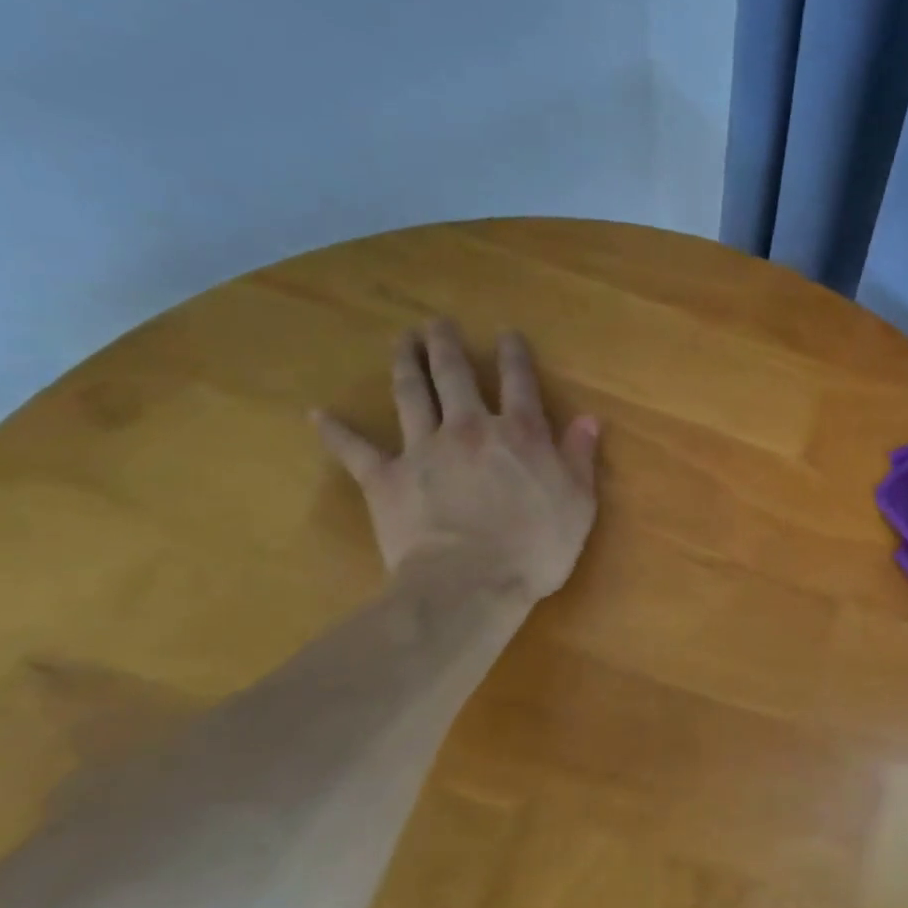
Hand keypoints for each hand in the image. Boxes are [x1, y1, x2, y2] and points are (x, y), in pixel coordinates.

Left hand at [312, 319, 599, 599]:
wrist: (469, 584)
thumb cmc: (536, 547)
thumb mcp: (579, 503)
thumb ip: (580, 457)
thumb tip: (588, 419)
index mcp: (521, 434)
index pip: (519, 382)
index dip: (514, 355)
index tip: (507, 334)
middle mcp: (471, 429)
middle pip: (455, 376)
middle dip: (446, 345)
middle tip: (437, 323)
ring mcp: (424, 450)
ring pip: (410, 396)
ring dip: (405, 364)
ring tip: (402, 341)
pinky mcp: (387, 479)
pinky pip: (357, 450)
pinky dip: (337, 432)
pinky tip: (319, 415)